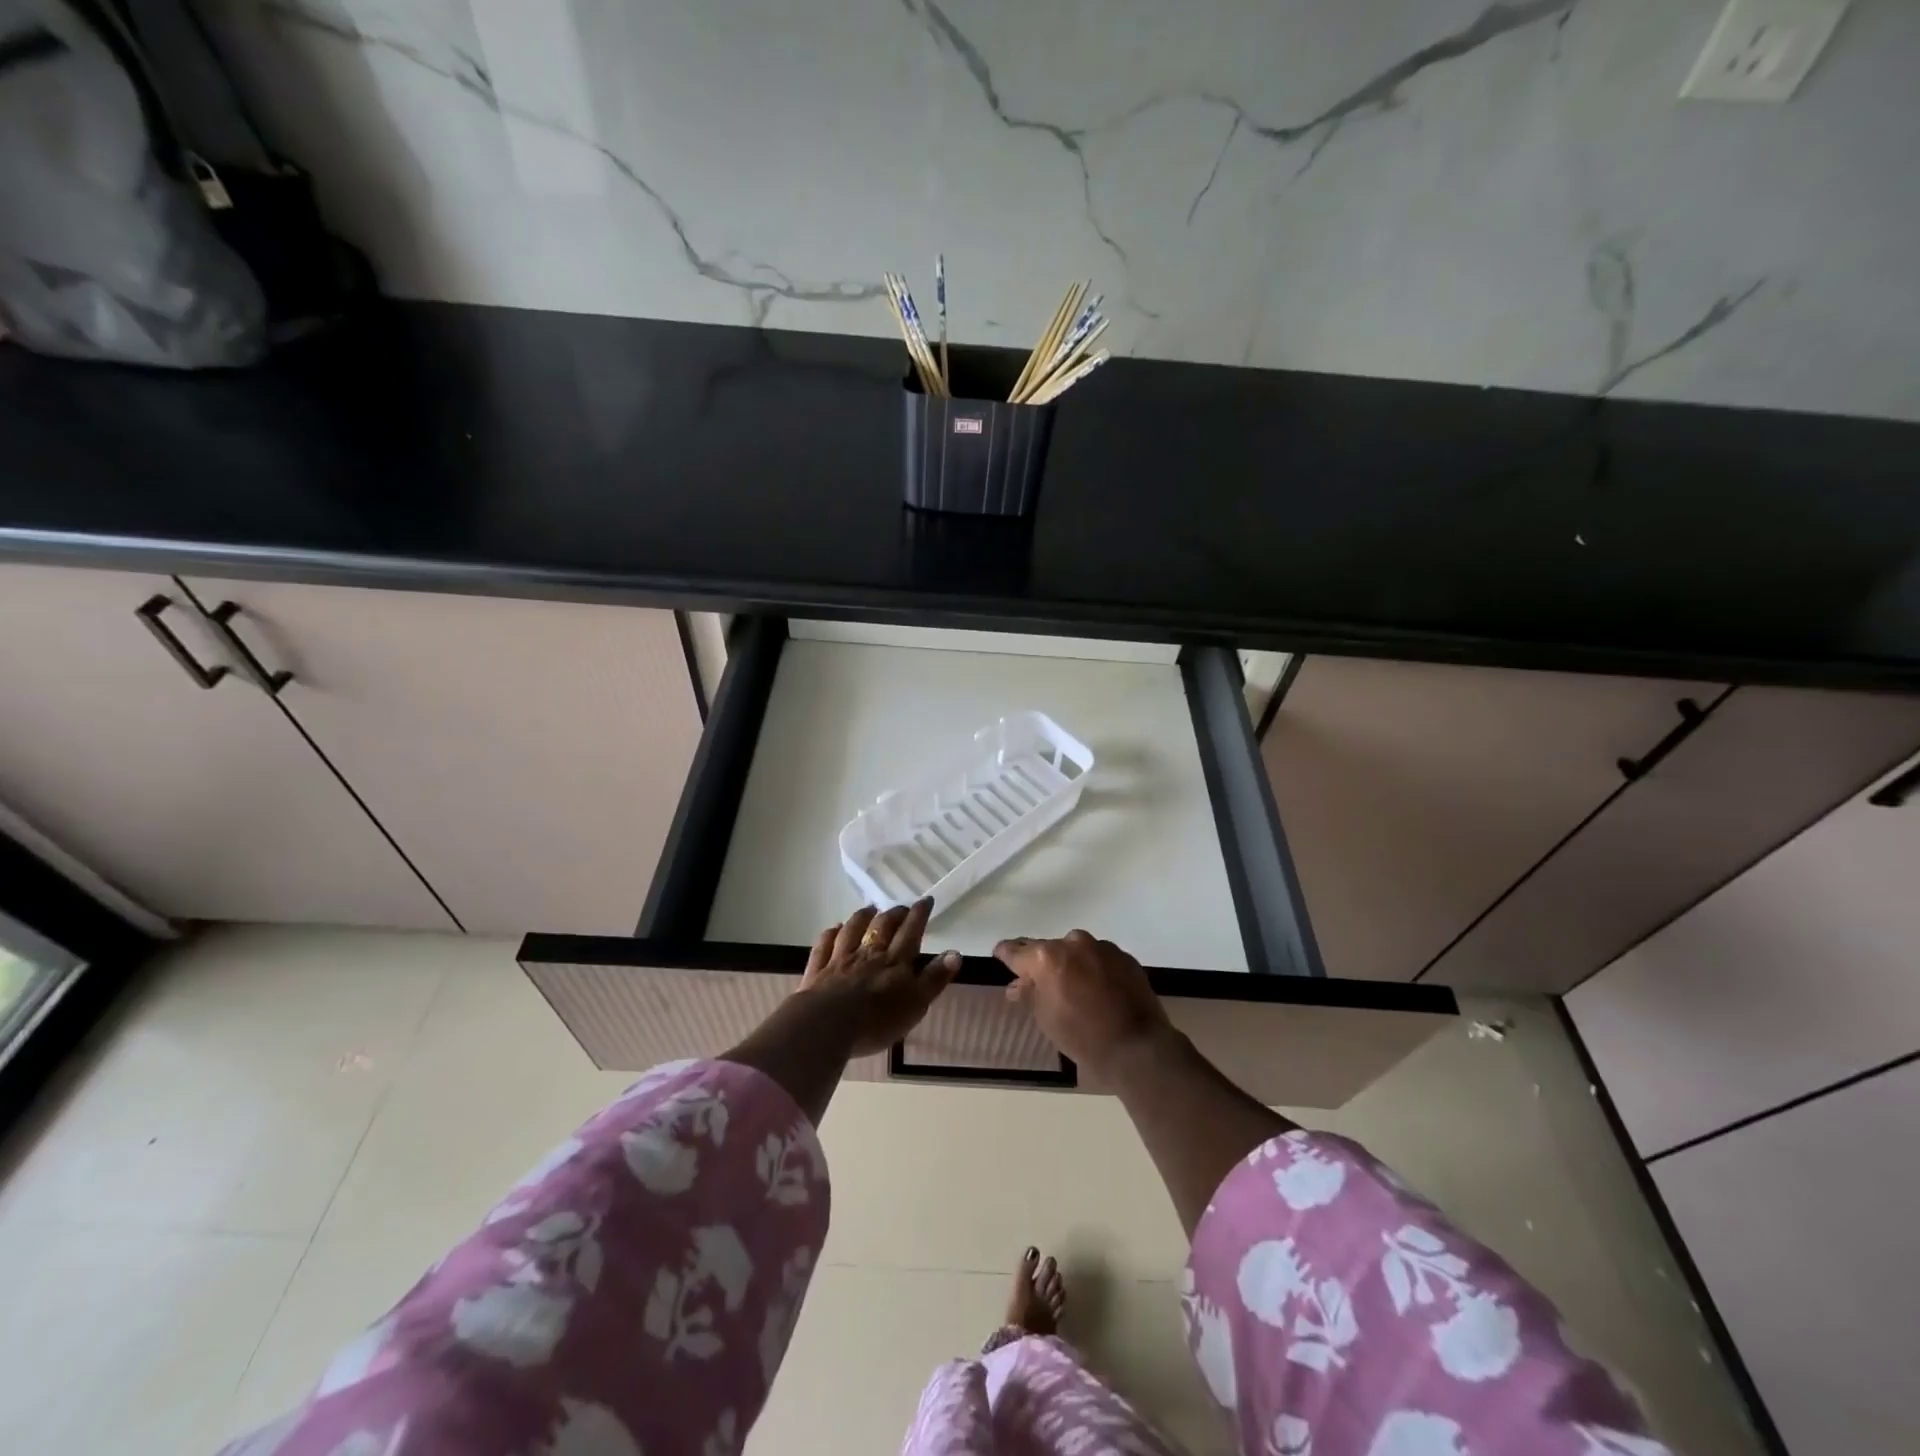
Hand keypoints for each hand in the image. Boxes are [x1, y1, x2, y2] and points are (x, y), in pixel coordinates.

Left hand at [798, 900, 959, 1057]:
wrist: (828, 1025)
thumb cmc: (877, 1019)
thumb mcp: (916, 1003)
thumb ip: (935, 978)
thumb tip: (955, 953)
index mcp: (895, 961)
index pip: (911, 931)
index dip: (919, 915)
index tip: (926, 900)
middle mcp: (869, 953)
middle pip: (882, 926)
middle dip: (894, 914)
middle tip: (901, 908)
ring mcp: (841, 959)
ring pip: (853, 929)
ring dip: (862, 916)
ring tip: (870, 909)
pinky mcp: (818, 970)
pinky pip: (825, 945)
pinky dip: (831, 934)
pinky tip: (833, 928)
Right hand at [994, 930, 1171, 1073]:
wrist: (1137, 1046)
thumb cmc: (1082, 1036)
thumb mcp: (1046, 1018)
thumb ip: (1029, 994)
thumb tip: (1016, 985)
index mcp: (1046, 958)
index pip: (1016, 951)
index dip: (1005, 954)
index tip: (1000, 955)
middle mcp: (1072, 943)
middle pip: (1047, 948)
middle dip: (1041, 962)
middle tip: (1038, 979)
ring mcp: (1101, 946)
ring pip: (1075, 950)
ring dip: (1070, 963)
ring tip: (1073, 986)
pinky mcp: (1123, 955)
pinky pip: (1099, 957)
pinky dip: (1093, 967)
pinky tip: (1097, 988)